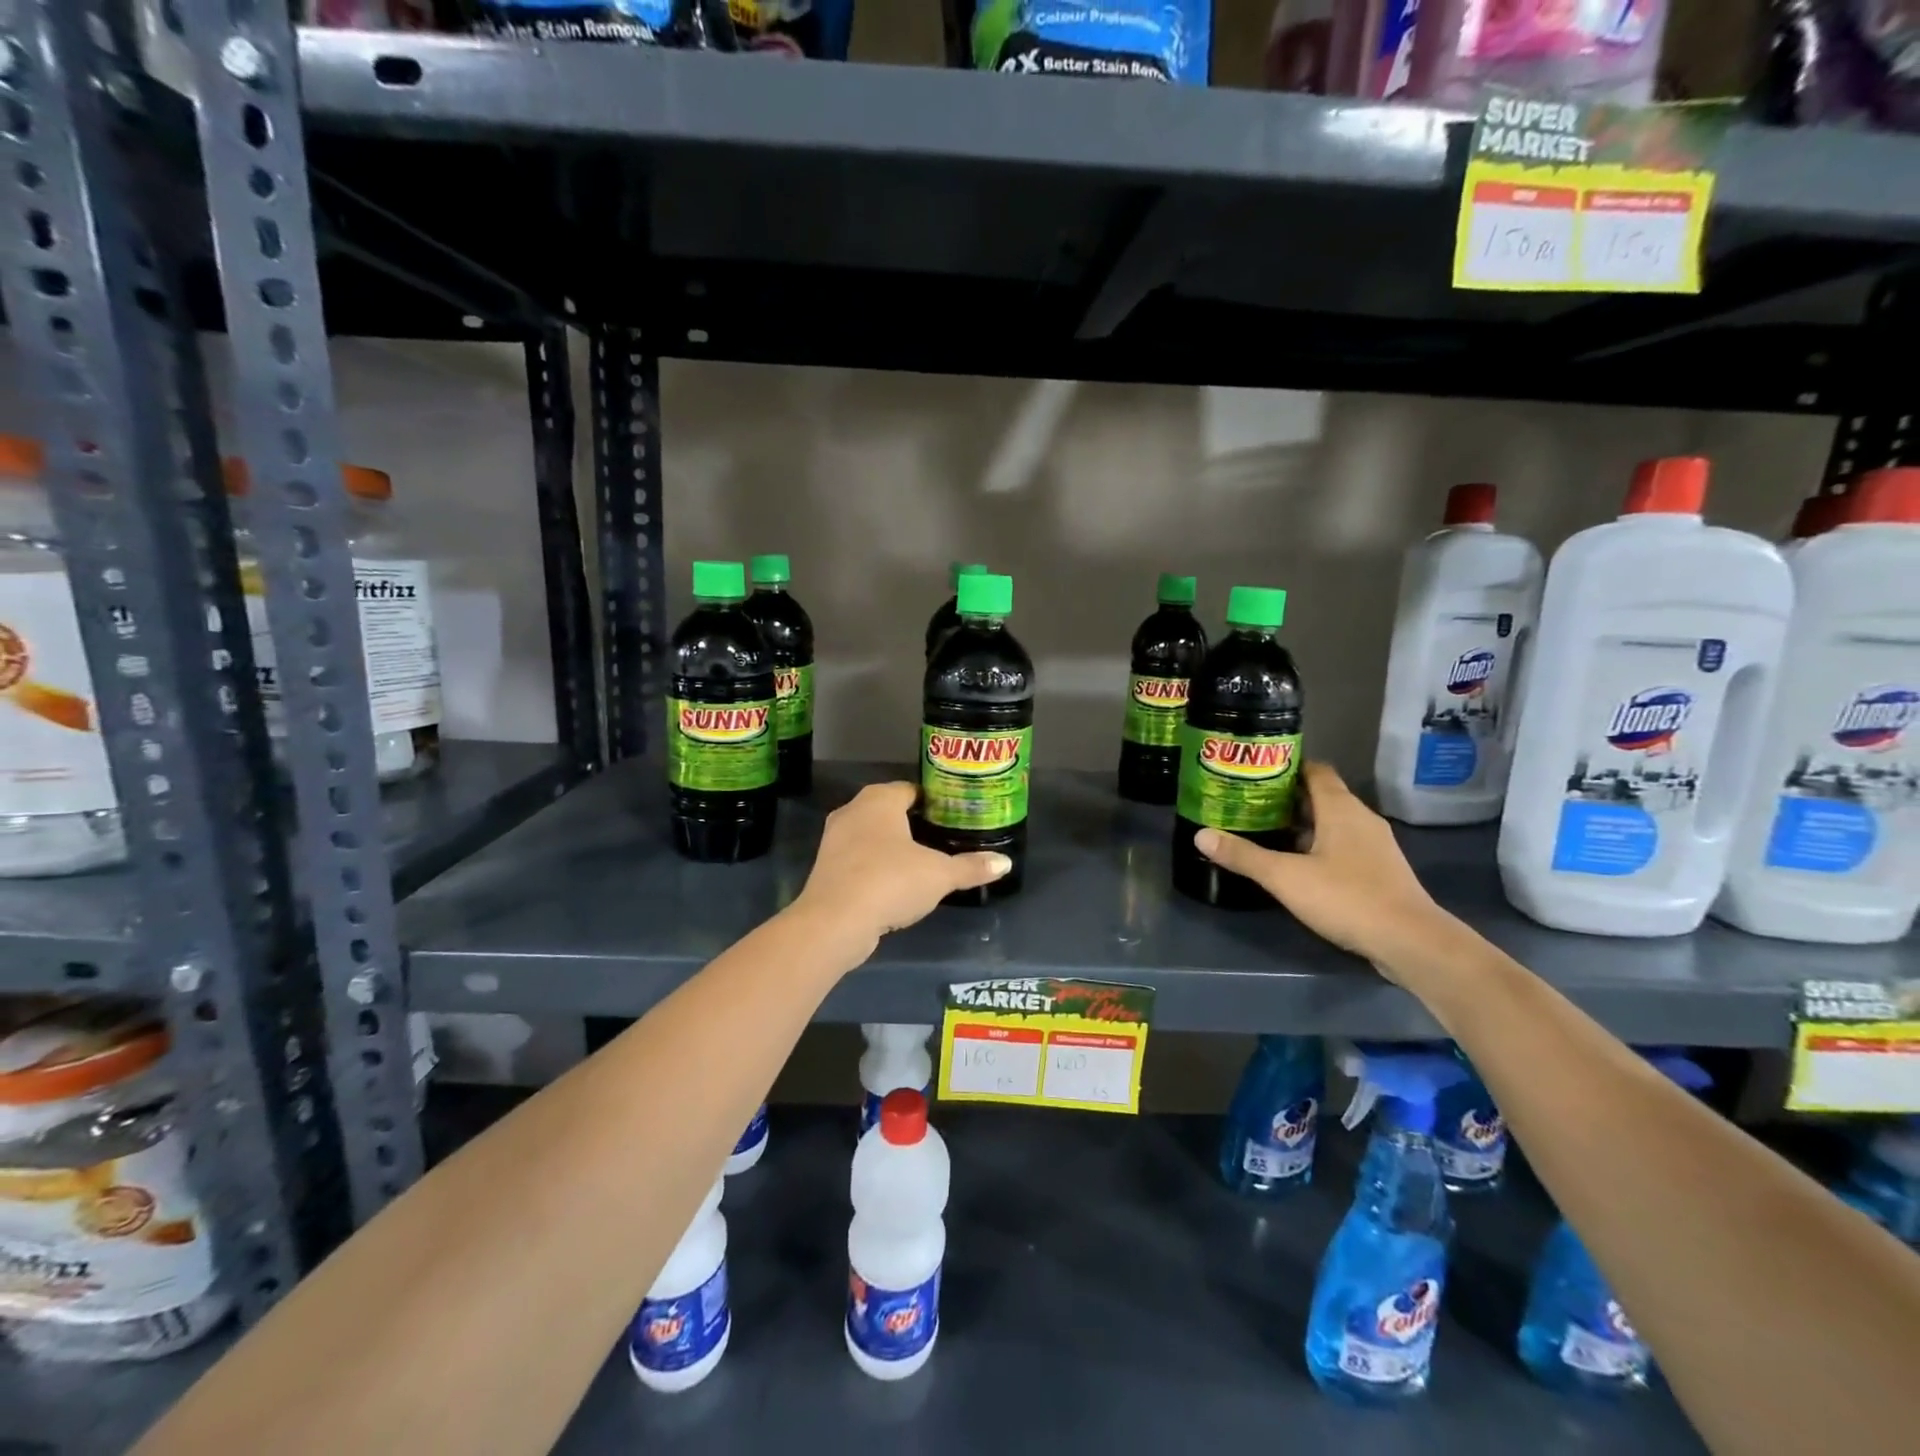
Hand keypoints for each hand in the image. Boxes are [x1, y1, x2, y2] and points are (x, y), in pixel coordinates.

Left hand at [791, 782, 1010, 957]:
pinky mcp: (826, 867)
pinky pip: (858, 859)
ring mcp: (834, 839)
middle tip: (943, 839)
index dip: (934, 801)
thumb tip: (1005, 862)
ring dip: (892, 847)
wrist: (835, 921)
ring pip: (871, 835)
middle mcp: (853, 810)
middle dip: (914, 823)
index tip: (954, 816)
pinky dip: (876, 867)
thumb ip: (971, 867)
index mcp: (880, 799)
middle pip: (890, 810)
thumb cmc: (890, 881)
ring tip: (923, 863)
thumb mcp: (939, 875)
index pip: (911, 789)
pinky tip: (895, 885)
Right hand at [1193, 761, 1461, 980]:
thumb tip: (1201, 835)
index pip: (1314, 770)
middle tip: (1248, 802)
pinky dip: (1318, 847)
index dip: (1286, 766)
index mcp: (1341, 808)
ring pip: (1332, 823)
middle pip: (1320, 796)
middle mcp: (1360, 819)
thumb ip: (1243, 856)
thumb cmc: (1347, 897)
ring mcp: (1374, 846)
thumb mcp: (1285, 877)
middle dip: (1285, 798)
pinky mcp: (1379, 871)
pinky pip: (1343, 846)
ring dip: (1301, 825)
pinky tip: (1296, 864)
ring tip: (1264, 831)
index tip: (1254, 771)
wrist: (1411, 942)